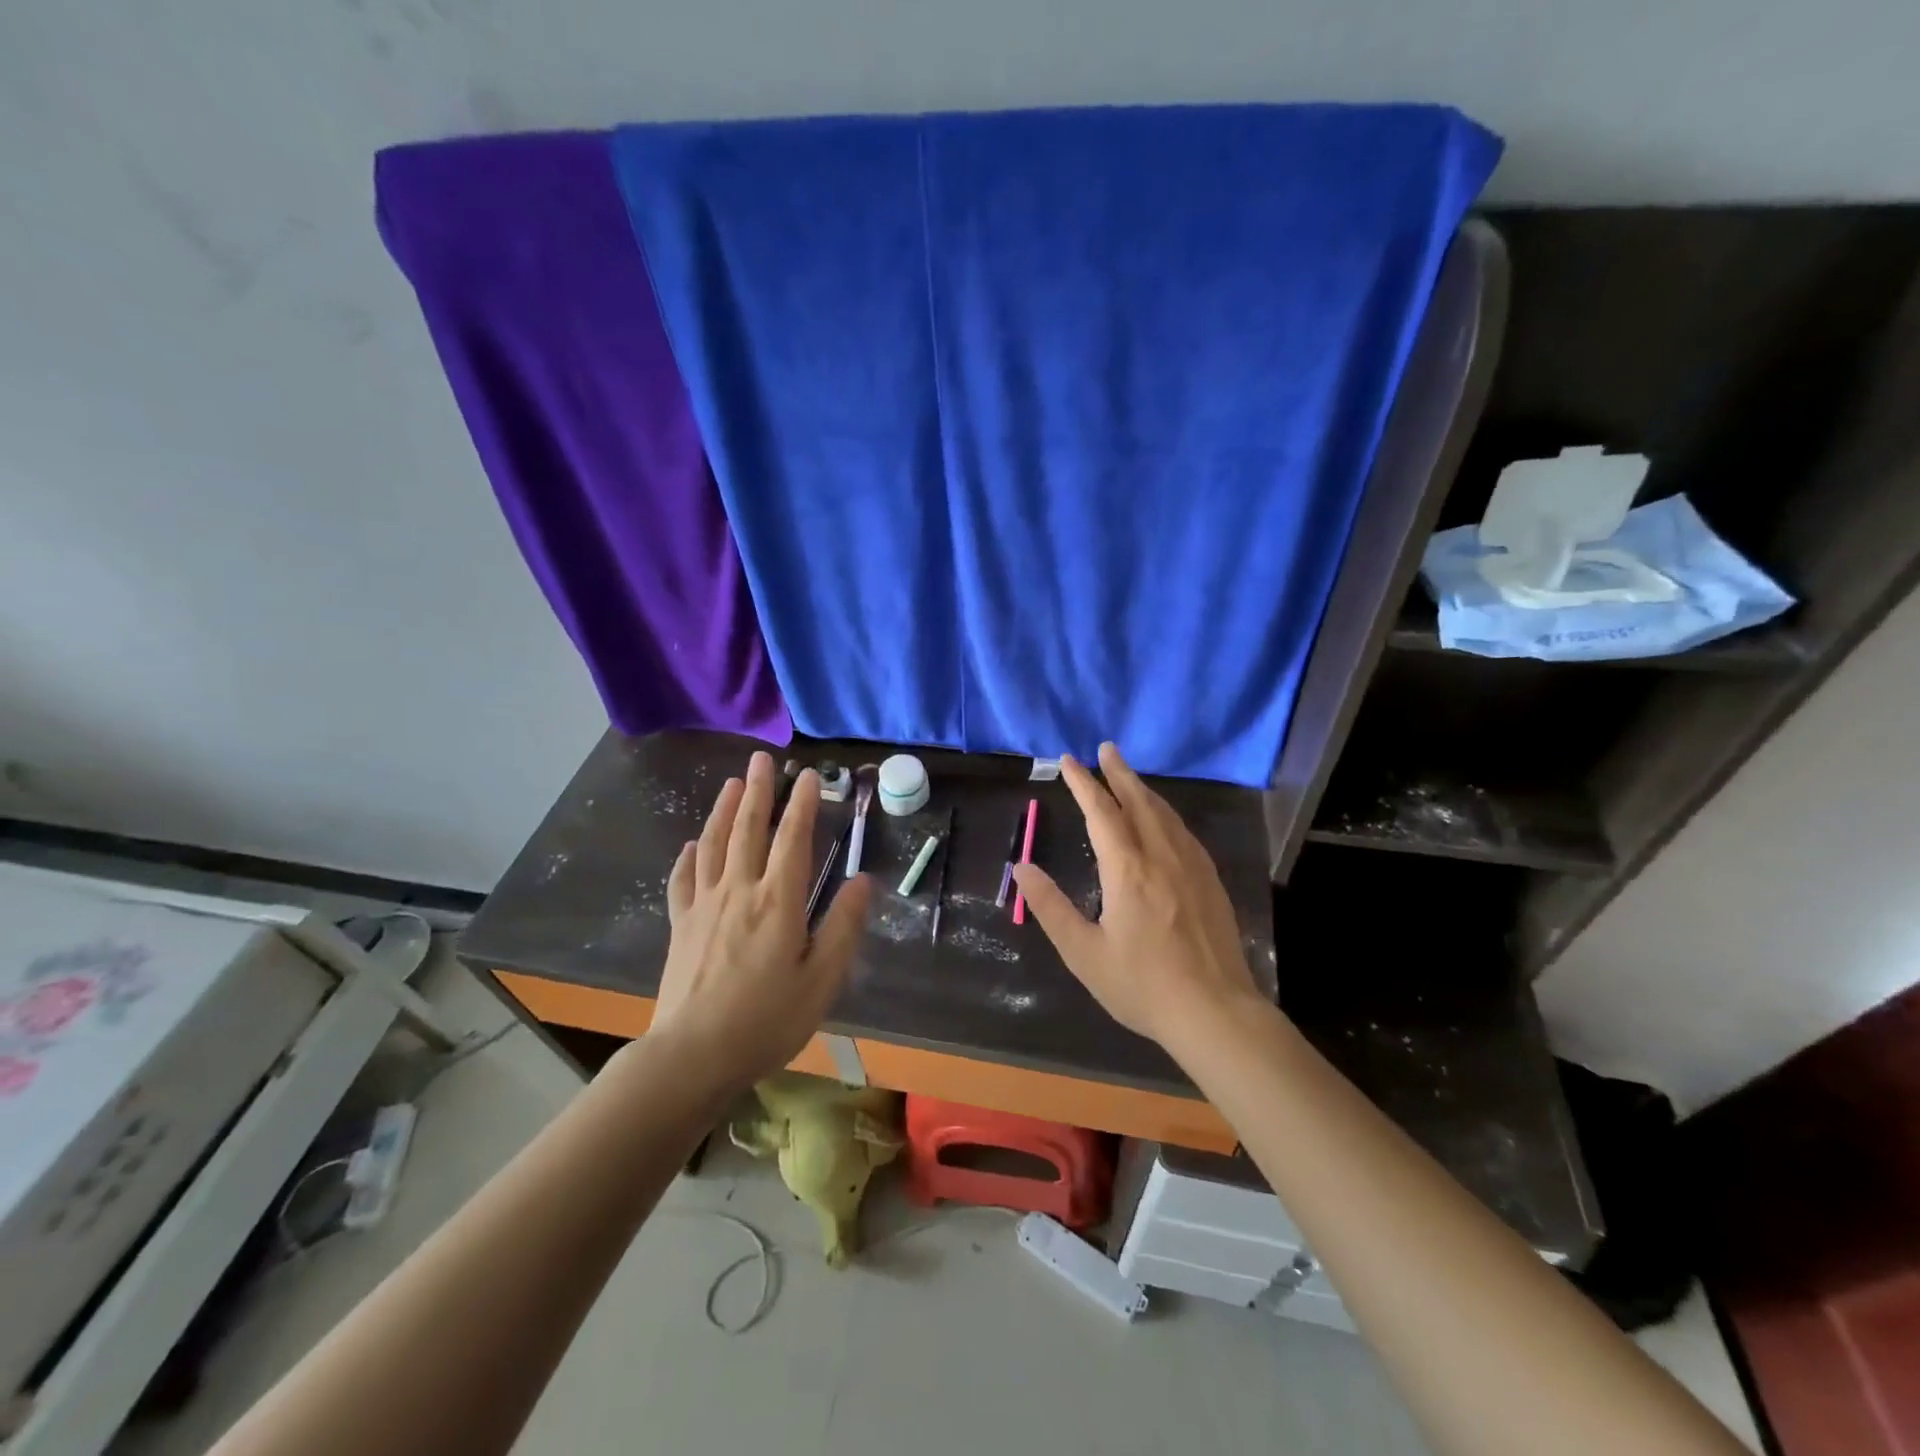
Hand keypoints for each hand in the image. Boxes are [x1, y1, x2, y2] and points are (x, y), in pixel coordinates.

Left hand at [653, 751, 871, 1090]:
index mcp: (778, 901)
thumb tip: (862, 880)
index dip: (802, 803)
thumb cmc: (766, 1021)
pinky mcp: (681, 926)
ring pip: (714, 845)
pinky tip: (692, 845)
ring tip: (732, 784)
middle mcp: (739, 891)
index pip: (792, 838)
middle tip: (761, 759)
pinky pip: (684, 880)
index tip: (808, 774)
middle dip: (758, 791)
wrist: (692, 1055)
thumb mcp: (821, 980)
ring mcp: (704, 906)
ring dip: (724, 810)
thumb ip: (843, 927)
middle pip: (748, 829)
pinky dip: (690, 857)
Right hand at [1011, 743, 1263, 1049]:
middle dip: (1119, 772)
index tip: (1069, 760)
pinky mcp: (1210, 881)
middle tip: (1106, 748)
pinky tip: (1164, 819)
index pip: (1102, 812)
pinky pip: (1184, 831)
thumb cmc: (1142, 985)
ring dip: (1144, 789)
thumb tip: (1022, 867)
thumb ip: (1051, 907)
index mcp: (1128, 870)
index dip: (1084, 783)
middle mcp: (1162, 856)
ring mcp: (1192, 866)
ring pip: (1165, 814)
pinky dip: (1166, 813)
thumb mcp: (1084, 953)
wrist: (1215, 1012)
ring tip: (1129, 775)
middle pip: (1139, 801)